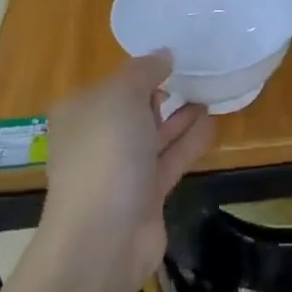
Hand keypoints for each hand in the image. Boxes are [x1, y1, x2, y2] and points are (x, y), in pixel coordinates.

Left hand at [40, 52, 214, 290]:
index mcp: (80, 112)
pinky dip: (189, 142)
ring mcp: (120, 170)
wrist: (104, 236)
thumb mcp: (121, 95)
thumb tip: (163, 55)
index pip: (111, 84)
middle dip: (161, 94)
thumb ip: (144, 71)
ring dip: (179, 117)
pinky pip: (170, 159)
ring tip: (209, 95)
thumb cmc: (106, 153)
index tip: (172, 59)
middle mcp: (96, 139)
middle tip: (195, 76)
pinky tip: (212, 124)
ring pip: (154, 135)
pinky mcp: (145, 194)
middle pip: (132, 110)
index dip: (140, 71)